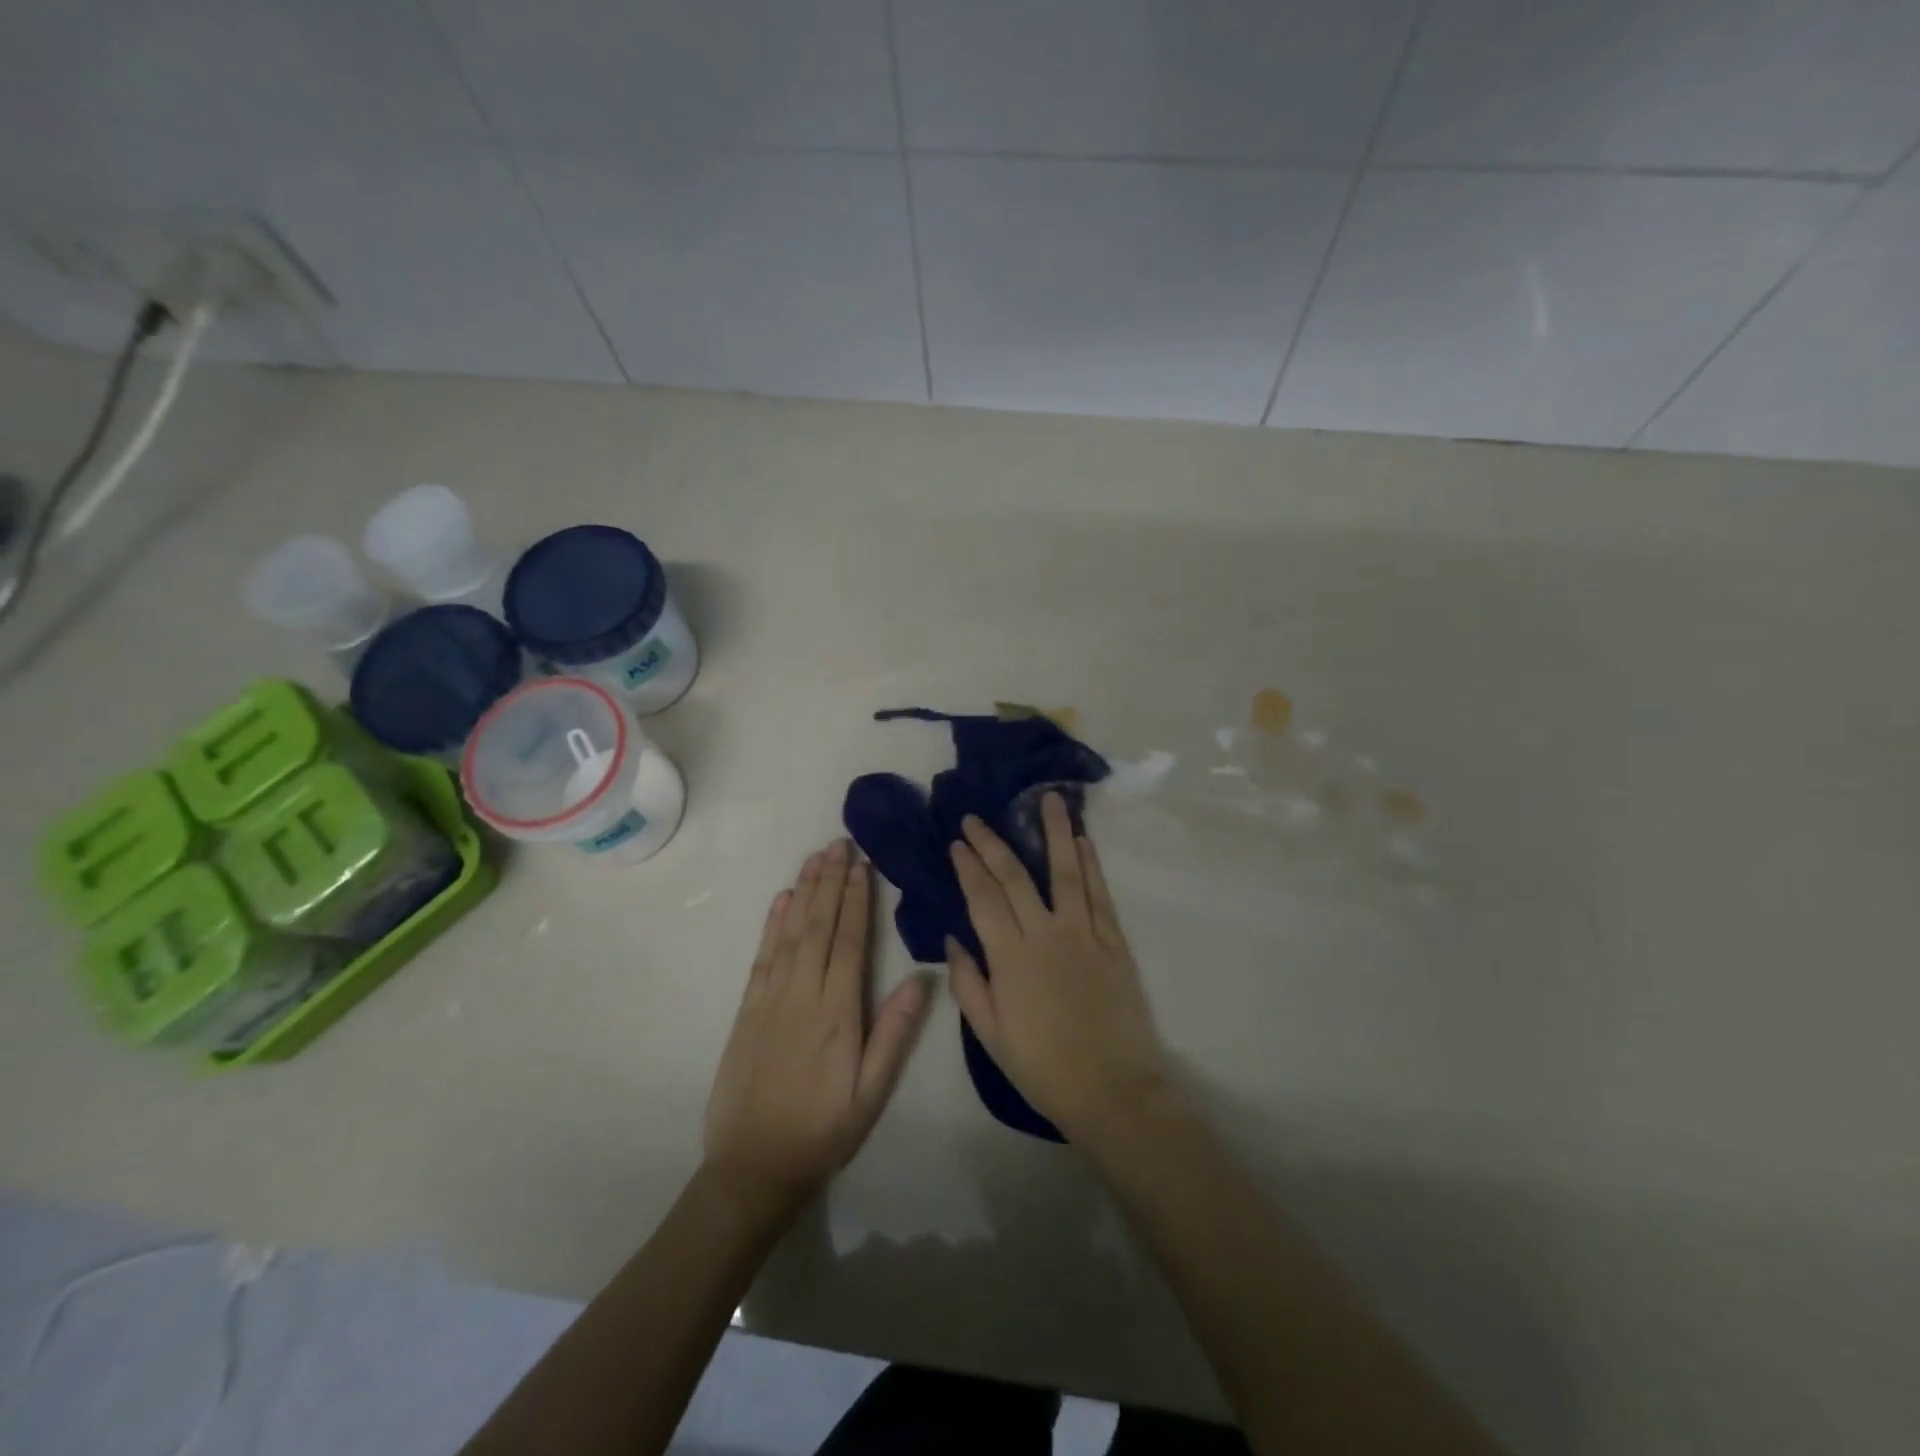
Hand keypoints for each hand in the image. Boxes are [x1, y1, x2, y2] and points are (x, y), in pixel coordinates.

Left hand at [705, 840, 932, 1203]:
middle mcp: (802, 994)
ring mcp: (770, 999)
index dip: (857, 900)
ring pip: (789, 933)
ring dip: (804, 892)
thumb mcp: (871, 1093)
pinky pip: (761, 957)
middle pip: (818, 926)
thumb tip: (921, 979)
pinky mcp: (747, 1010)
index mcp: (837, 1012)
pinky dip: (772, 924)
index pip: (849, 942)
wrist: (753, 1167)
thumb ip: (894, 1034)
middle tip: (839, 843)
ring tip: (815, 858)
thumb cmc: (823, 1130)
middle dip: (831, 881)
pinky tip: (781, 901)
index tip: (862, 864)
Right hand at [946, 794, 1169, 1145]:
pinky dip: (1090, 864)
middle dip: (992, 843)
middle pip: (1014, 876)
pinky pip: (1099, 894)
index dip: (967, 867)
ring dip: (1054, 832)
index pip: (982, 898)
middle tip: (976, 818)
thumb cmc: (1043, 1067)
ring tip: (1047, 799)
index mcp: (1009, 957)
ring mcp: (1083, 933)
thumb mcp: (990, 1034)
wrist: (1112, 1089)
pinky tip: (1082, 841)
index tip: (956, 843)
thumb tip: (952, 941)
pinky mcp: (1113, 941)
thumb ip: (968, 983)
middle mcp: (1044, 934)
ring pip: (1065, 871)